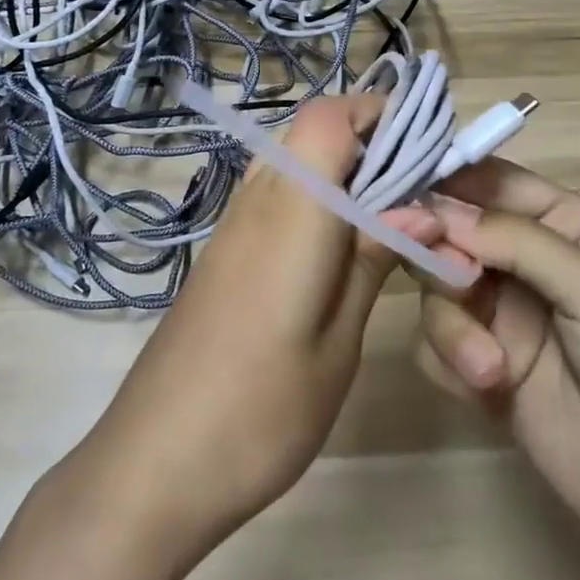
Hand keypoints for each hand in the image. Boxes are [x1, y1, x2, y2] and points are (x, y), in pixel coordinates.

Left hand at [72, 95, 440, 563]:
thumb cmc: (259, 412)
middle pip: (309, 130)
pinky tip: (340, 245)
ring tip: (388, 215)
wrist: (153, 466)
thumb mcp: (337, 342)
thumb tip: (422, 209)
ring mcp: (232, 225)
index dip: (378, 112)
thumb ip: (372, 261)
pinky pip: (274, 193)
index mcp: (291, 212)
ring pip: (291, 158)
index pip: (328, 118)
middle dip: (367, 138)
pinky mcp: (222, 251)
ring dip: (340, 167)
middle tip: (417, 185)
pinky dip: (314, 195)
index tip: (427, 145)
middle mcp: (256, 201)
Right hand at [415, 159, 579, 557]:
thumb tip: (438, 210)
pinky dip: (449, 362)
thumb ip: (518, 241)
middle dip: (441, 257)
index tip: (404, 195)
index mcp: (562, 223)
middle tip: (458, 285)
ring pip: (434, 289)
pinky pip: (431, 344)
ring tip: (491, 369)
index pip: (490, 181)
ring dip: (453, 327)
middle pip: (448, 232)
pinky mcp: (479, 365)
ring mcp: (499, 314)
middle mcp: (523, 260)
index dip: (445, 181)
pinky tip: (488, 391)